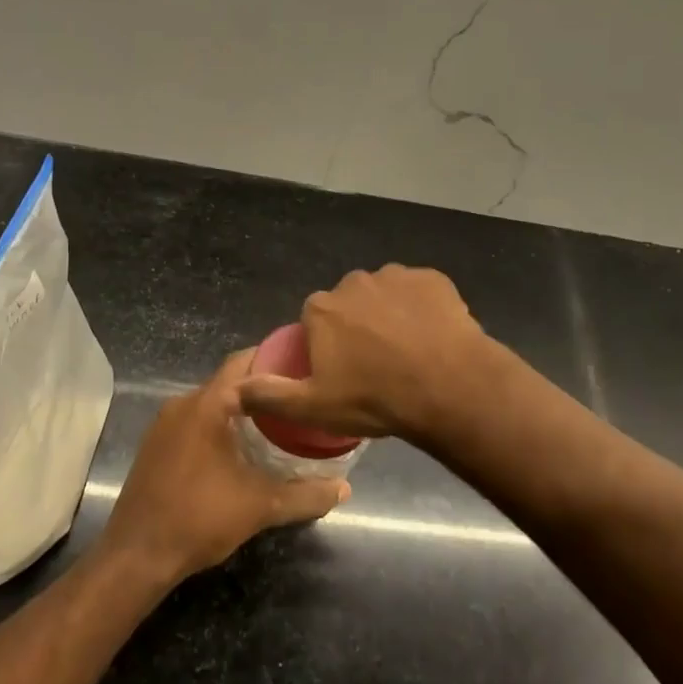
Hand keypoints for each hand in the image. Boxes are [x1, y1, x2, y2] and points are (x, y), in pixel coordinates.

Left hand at [100, 349, 348, 585]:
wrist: (136, 556)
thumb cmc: (198, 519)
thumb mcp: (260, 506)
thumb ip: (306, 495)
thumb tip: (344, 489)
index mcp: (206, 405)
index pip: (244, 361)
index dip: (276, 358)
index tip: (305, 368)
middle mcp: (183, 403)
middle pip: (229, 380)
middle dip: (263, 386)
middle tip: (299, 398)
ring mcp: (165, 423)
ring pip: (212, 401)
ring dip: (241, 408)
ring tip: (278, 422)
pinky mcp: (156, 444)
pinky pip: (196, 419)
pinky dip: (220, 423)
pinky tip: (241, 448)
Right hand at [238, 265, 496, 441]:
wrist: (448, 387)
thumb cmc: (375, 398)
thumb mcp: (315, 406)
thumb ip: (270, 395)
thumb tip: (234, 390)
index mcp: (322, 308)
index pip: (315, 320)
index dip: (328, 345)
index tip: (345, 371)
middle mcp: (354, 282)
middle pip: (350, 303)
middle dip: (359, 326)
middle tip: (378, 364)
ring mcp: (396, 276)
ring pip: (386, 295)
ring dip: (391, 315)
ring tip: (410, 352)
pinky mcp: (433, 279)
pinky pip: (421, 292)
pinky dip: (423, 309)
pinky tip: (434, 337)